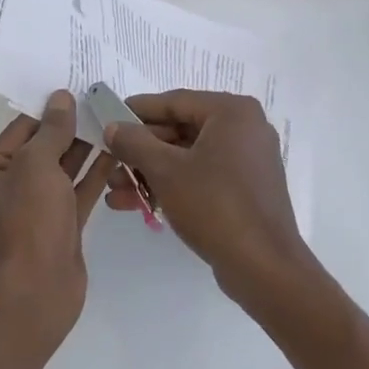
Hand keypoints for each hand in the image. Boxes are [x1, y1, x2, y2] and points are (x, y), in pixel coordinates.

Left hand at [0, 91, 117, 347]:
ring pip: (62, 173)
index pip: (18, 132)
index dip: (48, 111)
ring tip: (114, 123)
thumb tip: (60, 98)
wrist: (33, 295)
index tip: (77, 91)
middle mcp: (5, 192)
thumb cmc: (24, 224)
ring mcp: (34, 213)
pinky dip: (94, 176)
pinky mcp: (59, 230)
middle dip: (69, 129)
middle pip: (41, 151)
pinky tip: (116, 154)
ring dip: (85, 150)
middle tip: (102, 103)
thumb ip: (51, 131)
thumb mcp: (35, 166)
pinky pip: (77, 195)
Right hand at [101, 90, 314, 307]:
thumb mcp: (165, 170)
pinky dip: (172, 186)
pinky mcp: (245, 190)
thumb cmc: (214, 205)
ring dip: (149, 172)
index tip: (106, 119)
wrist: (262, 266)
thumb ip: (134, 142)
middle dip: (140, 151)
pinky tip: (136, 204)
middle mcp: (244, 129)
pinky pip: (201, 177)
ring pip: (187, 157)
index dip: (136, 111)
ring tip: (114, 191)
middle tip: (108, 163)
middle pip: (180, 130)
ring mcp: (247, 161)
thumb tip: (113, 127)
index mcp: (232, 112)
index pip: (174, 102)